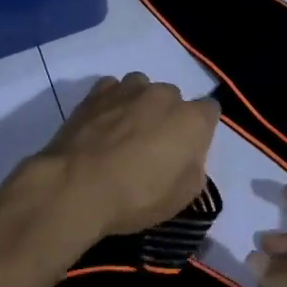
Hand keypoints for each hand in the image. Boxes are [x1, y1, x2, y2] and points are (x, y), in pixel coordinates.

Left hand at [41, 74, 219, 241]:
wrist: (76, 187)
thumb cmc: (136, 197)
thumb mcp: (182, 197)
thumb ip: (194, 169)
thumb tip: (187, 158)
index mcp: (192, 120)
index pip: (210, 110)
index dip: (201, 130)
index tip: (188, 150)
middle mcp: (164, 95)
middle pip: (174, 98)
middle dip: (168, 117)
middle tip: (154, 147)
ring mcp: (129, 89)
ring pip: (143, 88)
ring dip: (140, 105)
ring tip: (125, 132)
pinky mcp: (97, 93)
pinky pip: (113, 89)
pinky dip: (112, 102)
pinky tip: (104, 123)